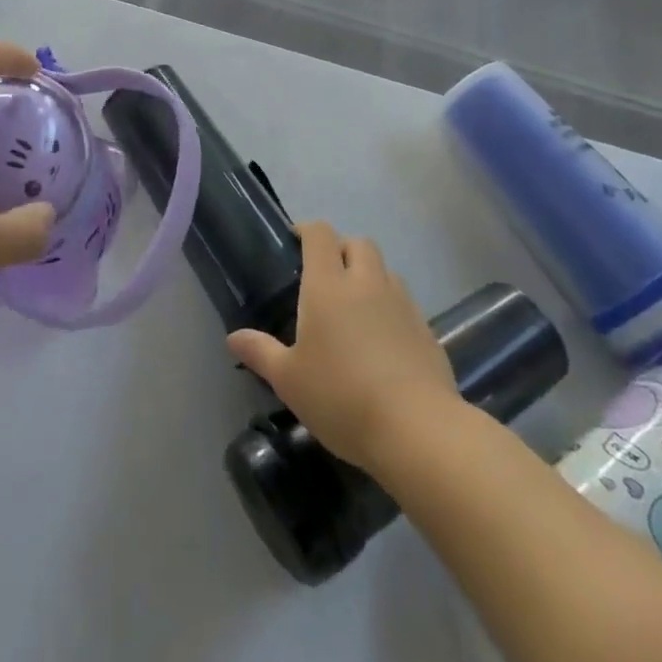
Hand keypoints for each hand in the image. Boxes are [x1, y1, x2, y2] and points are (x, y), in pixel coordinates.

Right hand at [227, 222, 458, 471]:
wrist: (418, 430)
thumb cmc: (341, 397)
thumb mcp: (289, 380)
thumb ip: (261, 353)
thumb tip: (233, 338)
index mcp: (328, 285)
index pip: (320, 235)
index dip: (308, 231)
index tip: (296, 242)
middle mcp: (366, 283)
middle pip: (358, 243)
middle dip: (342, 249)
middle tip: (327, 276)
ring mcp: (402, 304)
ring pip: (386, 271)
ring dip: (370, 276)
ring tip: (357, 308)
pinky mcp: (427, 331)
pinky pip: (405, 303)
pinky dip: (392, 309)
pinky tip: (384, 342)